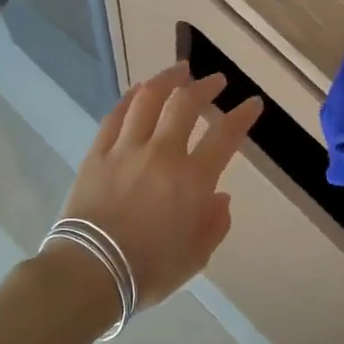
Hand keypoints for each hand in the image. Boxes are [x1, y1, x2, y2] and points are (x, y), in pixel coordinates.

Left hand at [60, 63, 262, 307]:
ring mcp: (125, 150)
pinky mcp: (97, 154)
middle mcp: (162, 154)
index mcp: (192, 181)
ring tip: (179, 70)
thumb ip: (214, 224)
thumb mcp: (196, 257)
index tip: (252, 103)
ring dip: (167, 80)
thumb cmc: (149, 271)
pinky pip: (115, 116)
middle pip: (185, 105)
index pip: (225, 136)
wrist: (90, 272)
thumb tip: (220, 197)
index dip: (242, 116)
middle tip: (215, 81)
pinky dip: (130, 98)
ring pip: (148, 100)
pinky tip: (138, 90)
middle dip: (205, 87)